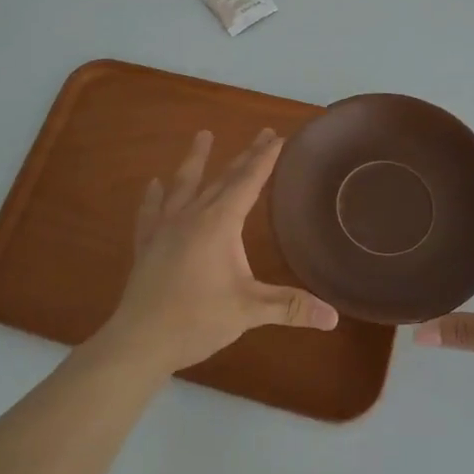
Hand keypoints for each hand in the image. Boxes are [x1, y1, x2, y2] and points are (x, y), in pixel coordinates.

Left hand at [91, 129, 338, 379]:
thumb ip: (290, 307)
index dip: (265, 159)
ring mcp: (165, 228)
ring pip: (184, 185)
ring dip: (195, 160)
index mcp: (219, 223)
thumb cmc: (197, 320)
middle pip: (223, 178)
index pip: (248, 182)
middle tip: (262, 133)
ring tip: (203, 135)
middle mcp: (192, 216)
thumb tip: (333, 316)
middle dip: (245, 156)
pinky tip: (154, 184)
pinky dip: (154, 196)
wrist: (140, 341)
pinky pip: (151, 212)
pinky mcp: (147, 245)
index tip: (278, 136)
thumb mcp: (249, 311)